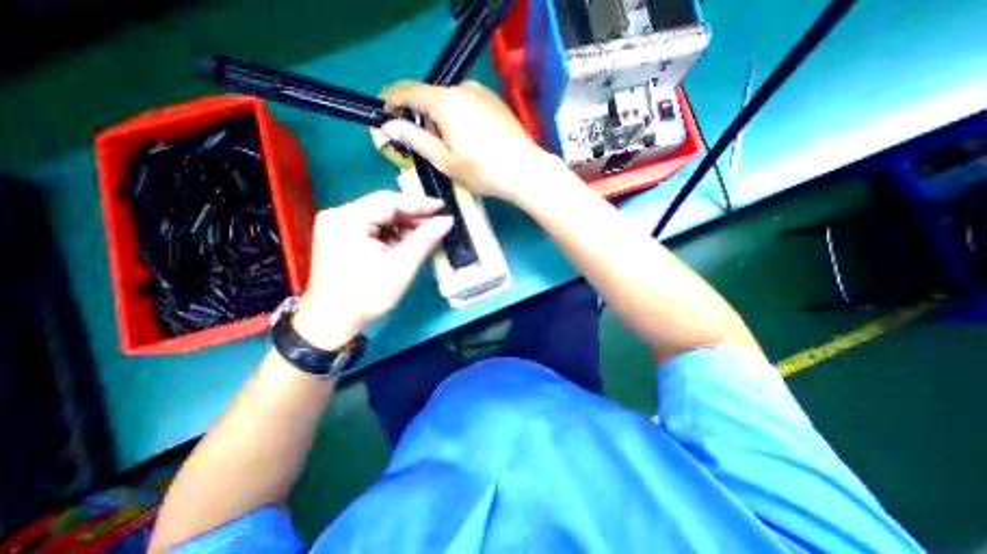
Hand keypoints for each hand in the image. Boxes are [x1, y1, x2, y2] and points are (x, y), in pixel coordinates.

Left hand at [290, 189, 449, 345]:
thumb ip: (425, 240)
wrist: (332, 323)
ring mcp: (339, 228)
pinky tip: (408, 245)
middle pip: (384, 209)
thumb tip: (447, 220)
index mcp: (347, 219)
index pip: (389, 202)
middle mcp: (339, 217)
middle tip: (438, 224)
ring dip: (404, 228)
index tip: (443, 207)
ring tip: (426, 237)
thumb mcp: (400, 267)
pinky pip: (374, 230)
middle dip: (412, 218)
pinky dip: (393, 237)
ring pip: (381, 220)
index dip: (419, 204)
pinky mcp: (343, 239)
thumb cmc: (366, 295)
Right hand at [380, 81, 557, 201]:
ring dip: (443, 121)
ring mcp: (482, 93)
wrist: (525, 170)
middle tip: (429, 148)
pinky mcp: (495, 102)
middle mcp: (463, 88)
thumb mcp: (445, 160)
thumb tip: (389, 126)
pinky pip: (468, 105)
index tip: (385, 115)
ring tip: (455, 150)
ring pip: (451, 103)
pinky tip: (472, 142)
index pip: (410, 92)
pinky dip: (460, 119)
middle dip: (424, 120)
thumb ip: (415, 140)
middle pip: (432, 99)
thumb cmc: (482, 170)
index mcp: (446, 101)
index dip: (393, 101)